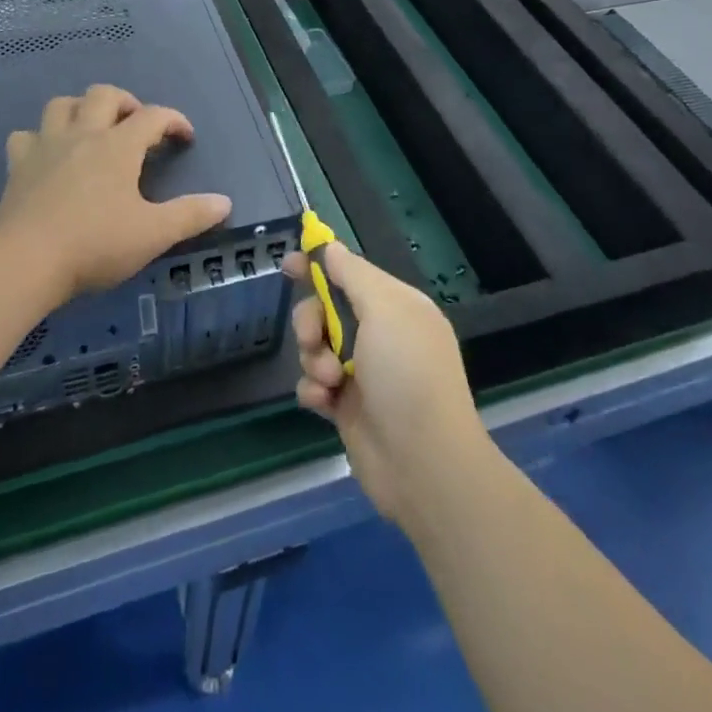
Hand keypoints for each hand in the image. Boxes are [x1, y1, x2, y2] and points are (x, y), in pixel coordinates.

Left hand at [0, 85, 231, 303]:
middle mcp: (82, 135)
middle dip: (125, 102)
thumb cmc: (95, 244)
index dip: (174, 120)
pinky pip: (25, 136)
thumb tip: (224, 202)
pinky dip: (39, 138)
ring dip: (80, 109)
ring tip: (91, 129)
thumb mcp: (153, 234)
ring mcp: (46, 146)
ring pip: (61, 105)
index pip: (154, 116)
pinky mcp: (17, 166)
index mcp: (118, 146)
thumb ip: (191, 215)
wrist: (26, 261)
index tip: (185, 138)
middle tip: (136, 126)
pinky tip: (47, 156)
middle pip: (104, 95)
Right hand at [284, 241, 487, 524]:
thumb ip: (352, 274)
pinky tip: (325, 402)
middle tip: (313, 338)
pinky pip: (314, 383)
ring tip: (330, 380)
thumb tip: (330, 246)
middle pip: (325, 308)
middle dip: (311, 320)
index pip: (350, 273)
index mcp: (396, 306)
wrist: (424, 465)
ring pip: (315, 346)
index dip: (319, 265)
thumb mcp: (384, 309)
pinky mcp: (347, 407)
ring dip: (314, 358)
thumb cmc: (407, 374)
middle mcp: (381, 335)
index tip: (288, 262)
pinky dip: (314, 389)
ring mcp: (363, 372)